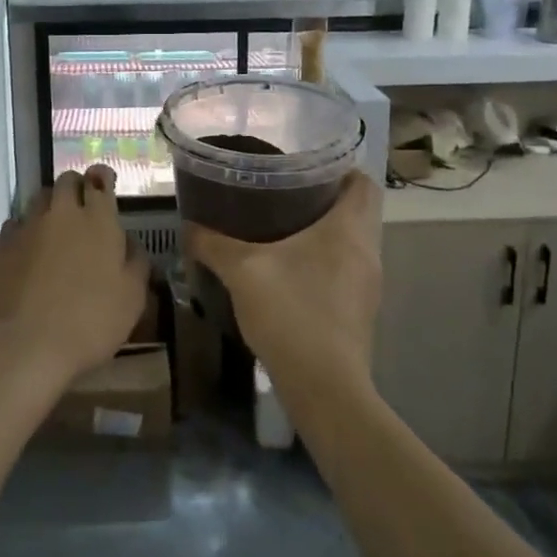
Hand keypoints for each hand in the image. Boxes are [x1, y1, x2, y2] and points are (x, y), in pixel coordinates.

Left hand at [0, 167, 150, 391]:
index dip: (102, 179)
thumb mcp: (132, 299)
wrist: (22, 345)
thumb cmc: (89, 323)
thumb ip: (136, 263)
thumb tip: (129, 242)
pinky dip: (25, 229)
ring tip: (55, 227)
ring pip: (39, 198)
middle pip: (67, 181)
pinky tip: (28, 250)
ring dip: (50, 205)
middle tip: (82, 206)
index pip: (100, 181)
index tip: (104, 183)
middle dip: (76, 187)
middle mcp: (62, 214)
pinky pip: (15, 224)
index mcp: (98, 221)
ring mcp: (27, 227)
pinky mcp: (1, 246)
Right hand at [182, 171, 381, 394]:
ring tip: (283, 230)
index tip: (305, 168)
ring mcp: (368, 286)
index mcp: (348, 230)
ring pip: (352, 243)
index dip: (339, 169)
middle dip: (325, 199)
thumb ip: (212, 244)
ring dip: (325, 233)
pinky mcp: (361, 312)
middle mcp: (367, 252)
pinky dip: (325, 263)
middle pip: (358, 211)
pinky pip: (347, 271)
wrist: (324, 388)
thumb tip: (188, 226)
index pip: (362, 182)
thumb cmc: (290, 314)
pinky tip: (291, 273)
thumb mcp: (242, 271)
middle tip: (284, 194)